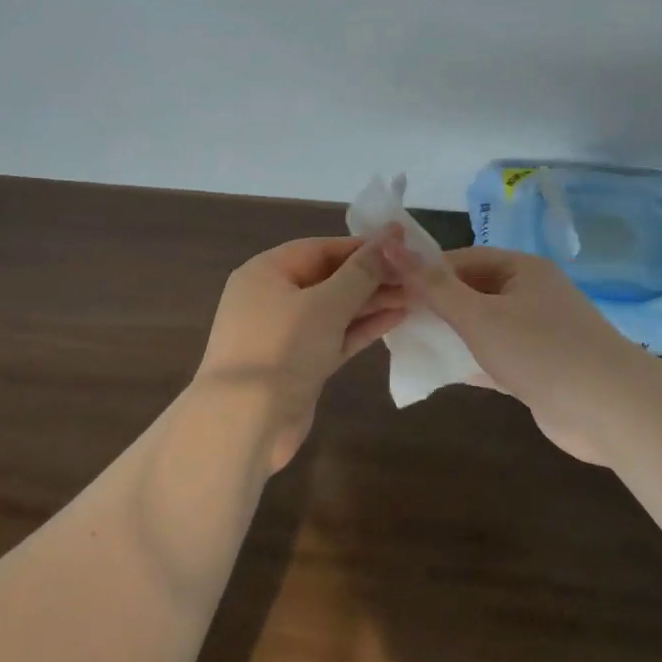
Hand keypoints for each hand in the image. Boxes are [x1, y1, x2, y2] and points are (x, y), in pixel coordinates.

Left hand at [197, 228, 408, 471]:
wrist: (245, 424)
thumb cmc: (282, 348)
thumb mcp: (326, 304)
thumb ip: (361, 272)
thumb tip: (390, 237)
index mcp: (266, 272)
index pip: (321, 248)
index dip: (362, 246)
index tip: (403, 244)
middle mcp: (272, 297)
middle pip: (329, 278)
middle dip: (371, 276)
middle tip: (416, 273)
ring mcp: (285, 334)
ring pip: (334, 309)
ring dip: (372, 302)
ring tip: (416, 294)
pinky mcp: (298, 364)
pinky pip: (334, 336)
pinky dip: (361, 327)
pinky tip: (396, 318)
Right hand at [383, 242, 646, 464]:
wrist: (611, 410)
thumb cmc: (541, 351)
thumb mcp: (479, 316)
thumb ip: (434, 287)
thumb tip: (392, 247)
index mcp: (521, 269)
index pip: (461, 259)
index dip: (424, 271)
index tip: (388, 288)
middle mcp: (531, 294)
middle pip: (472, 291)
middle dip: (435, 305)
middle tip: (394, 319)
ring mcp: (538, 332)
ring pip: (483, 326)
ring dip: (451, 335)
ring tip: (409, 344)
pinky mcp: (540, 367)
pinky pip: (496, 356)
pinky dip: (472, 362)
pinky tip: (441, 372)